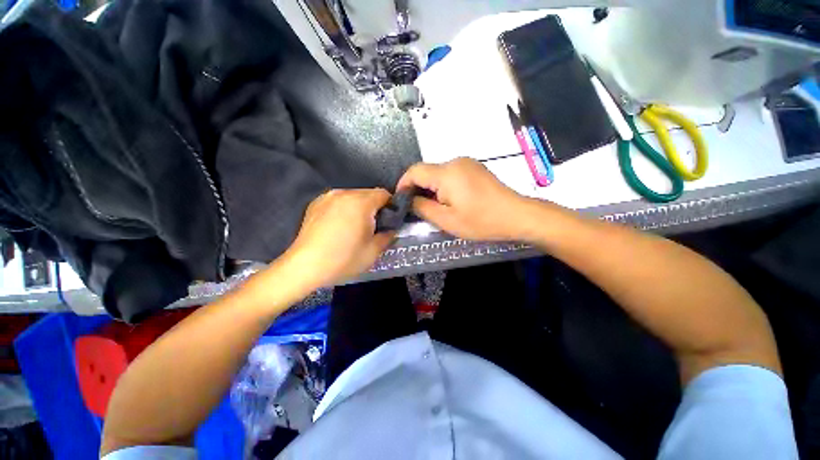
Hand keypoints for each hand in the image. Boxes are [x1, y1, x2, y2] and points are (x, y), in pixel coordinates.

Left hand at [285, 189, 393, 286]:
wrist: (304, 267)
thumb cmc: (343, 259)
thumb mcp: (374, 251)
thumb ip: (388, 235)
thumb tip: (391, 228)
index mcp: (361, 202)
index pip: (384, 194)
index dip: (390, 207)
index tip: (388, 221)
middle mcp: (344, 193)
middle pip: (368, 194)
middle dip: (374, 207)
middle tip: (372, 228)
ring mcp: (328, 197)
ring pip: (353, 197)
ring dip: (359, 208)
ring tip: (354, 227)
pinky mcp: (315, 203)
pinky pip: (338, 201)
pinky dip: (344, 209)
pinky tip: (338, 226)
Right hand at [397, 158, 539, 240]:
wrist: (516, 216)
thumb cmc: (480, 221)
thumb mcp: (446, 220)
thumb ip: (422, 208)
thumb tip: (409, 200)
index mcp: (446, 173)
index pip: (414, 171)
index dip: (403, 185)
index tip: (401, 201)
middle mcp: (455, 162)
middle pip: (426, 171)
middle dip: (418, 189)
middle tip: (418, 209)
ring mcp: (467, 163)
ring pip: (438, 173)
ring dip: (431, 188)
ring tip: (435, 207)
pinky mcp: (474, 168)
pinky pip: (450, 174)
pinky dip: (443, 186)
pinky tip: (451, 200)